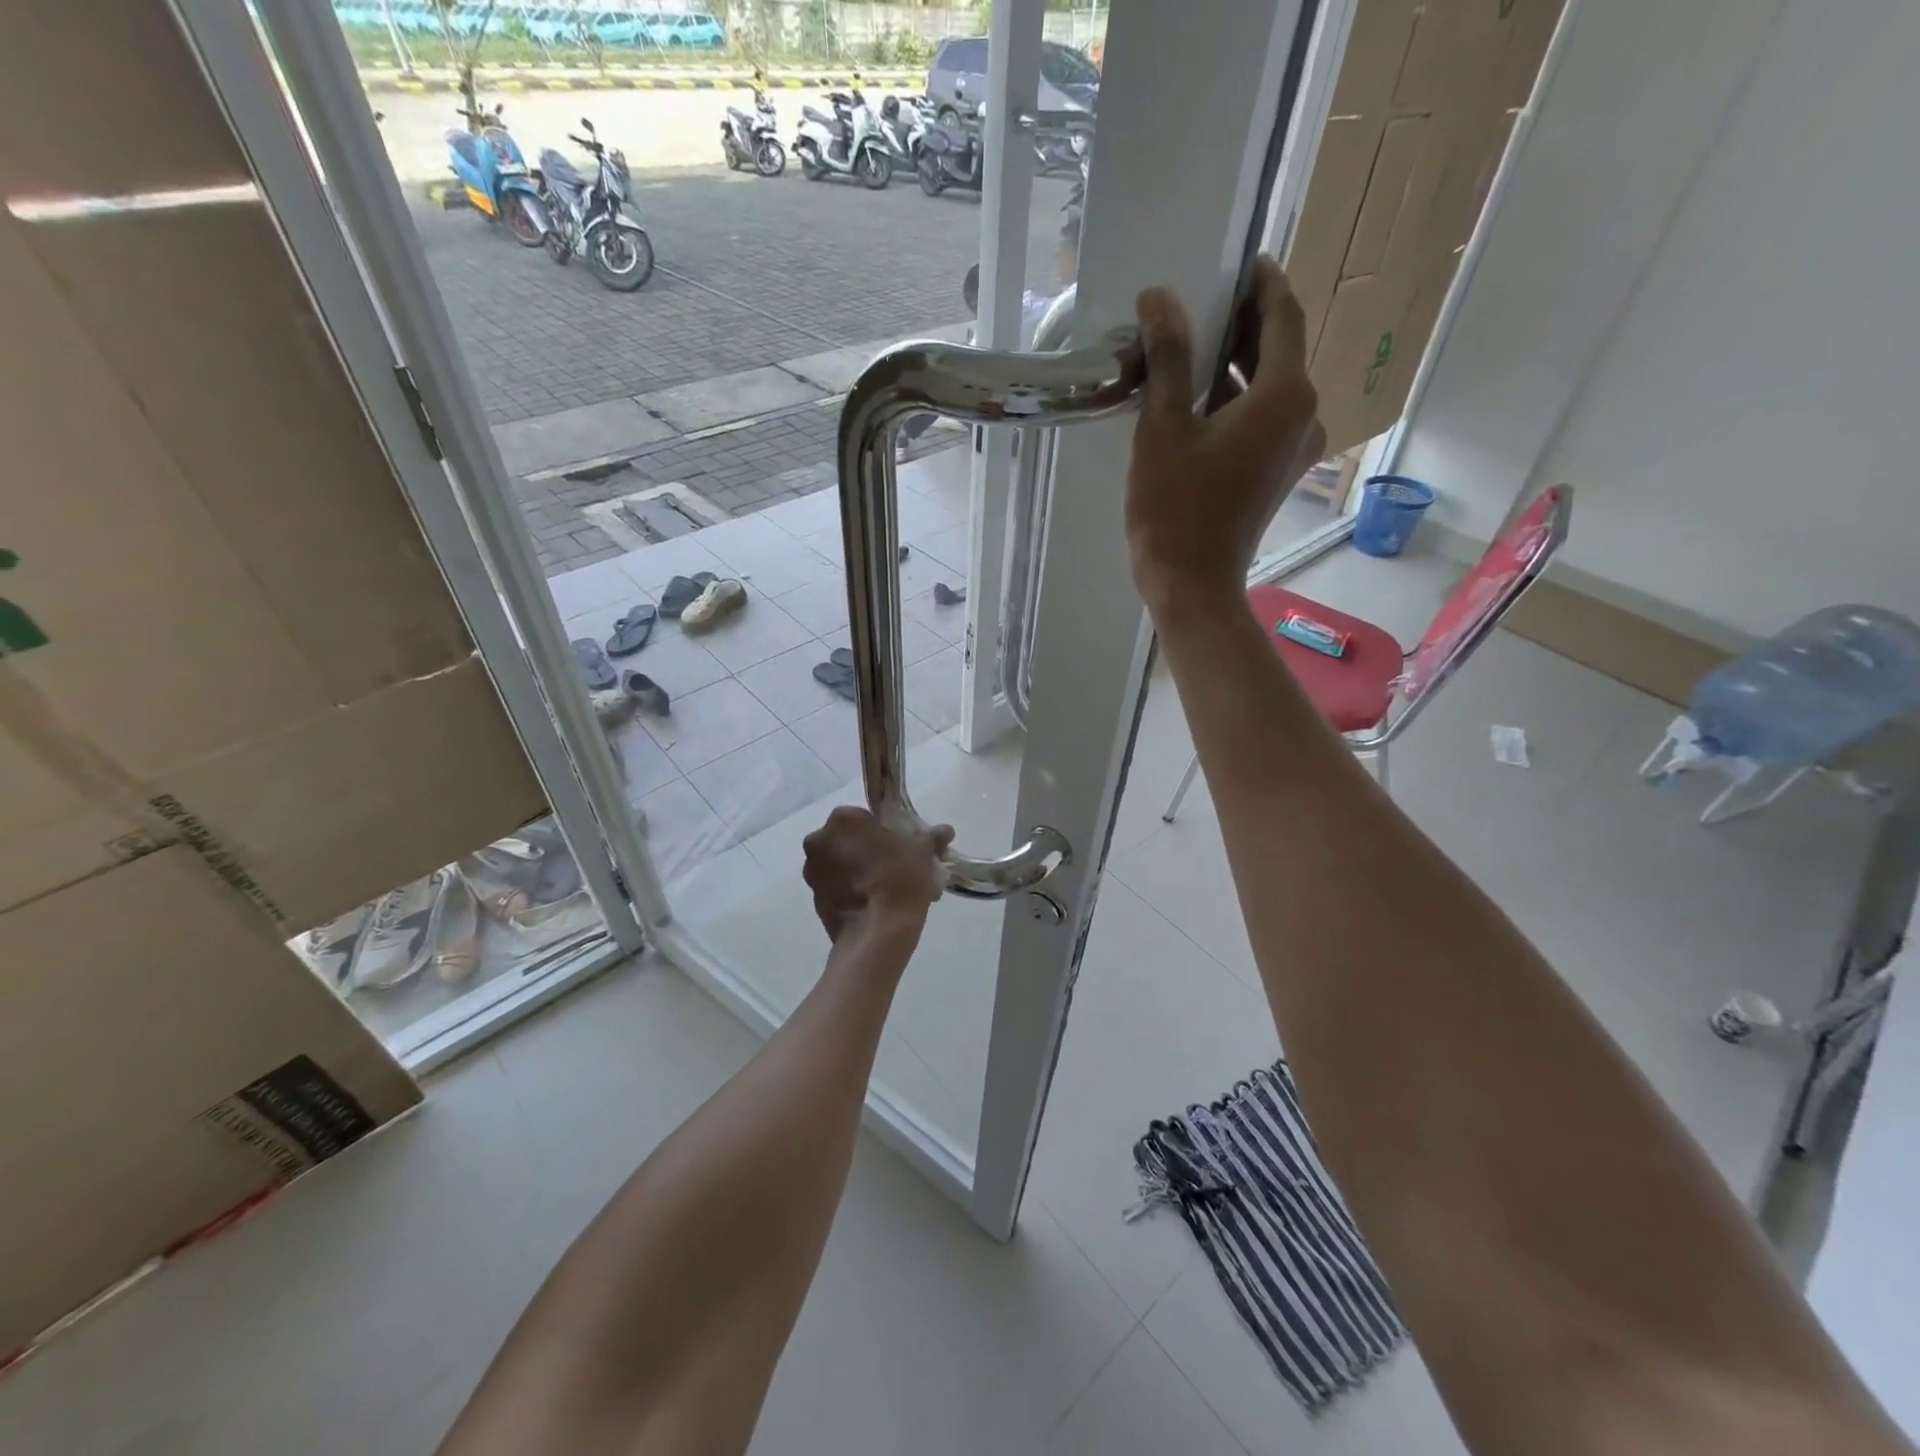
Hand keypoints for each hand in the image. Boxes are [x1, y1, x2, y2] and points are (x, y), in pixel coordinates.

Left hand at [802, 807, 954, 942]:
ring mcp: (811, 871)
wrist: (878, 932)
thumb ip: (930, 837)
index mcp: (843, 819)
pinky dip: (848, 890)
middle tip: (890, 866)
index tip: (897, 846)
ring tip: (881, 889)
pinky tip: (870, 903)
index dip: (881, 831)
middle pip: (846, 839)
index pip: (862, 817)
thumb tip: (945, 831)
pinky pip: (833, 886)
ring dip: (854, 870)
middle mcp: (820, 840)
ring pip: (837, 863)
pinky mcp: (813, 898)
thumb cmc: (900, 880)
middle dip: (865, 849)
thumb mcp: (922, 853)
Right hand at [1125, 255, 1326, 612]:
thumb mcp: (1163, 428)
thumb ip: (1169, 357)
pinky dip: (1238, 401)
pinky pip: (1265, 419)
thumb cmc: (1175, 509)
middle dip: (1244, 324)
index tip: (1242, 259)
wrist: (1192, 585)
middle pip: (1280, 350)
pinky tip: (1199, 401)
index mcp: (1285, 395)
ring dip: (1237, 365)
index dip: (1263, 282)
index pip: (1283, 315)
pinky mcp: (1279, 474)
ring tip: (1191, 350)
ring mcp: (1295, 449)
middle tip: (1201, 303)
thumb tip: (1161, 298)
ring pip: (1272, 387)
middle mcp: (1304, 415)